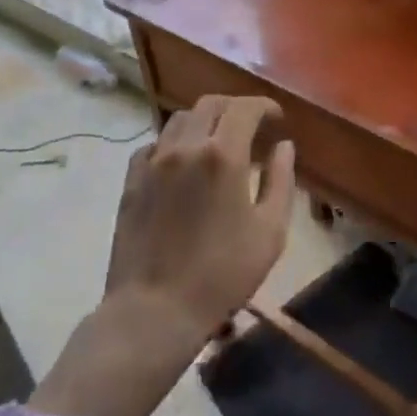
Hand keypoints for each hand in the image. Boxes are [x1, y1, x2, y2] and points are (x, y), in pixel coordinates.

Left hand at [104, 94, 296, 337]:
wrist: (154, 311)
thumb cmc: (221, 275)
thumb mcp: (269, 232)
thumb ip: (281, 181)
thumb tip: (284, 146)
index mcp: (223, 155)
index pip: (245, 108)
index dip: (264, 106)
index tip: (276, 117)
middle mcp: (186, 146)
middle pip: (211, 104)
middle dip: (235, 107)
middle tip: (250, 125)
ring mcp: (154, 161)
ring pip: (180, 119)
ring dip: (203, 121)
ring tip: (216, 141)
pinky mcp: (132, 180)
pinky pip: (154, 144)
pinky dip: (174, 142)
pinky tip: (182, 163)